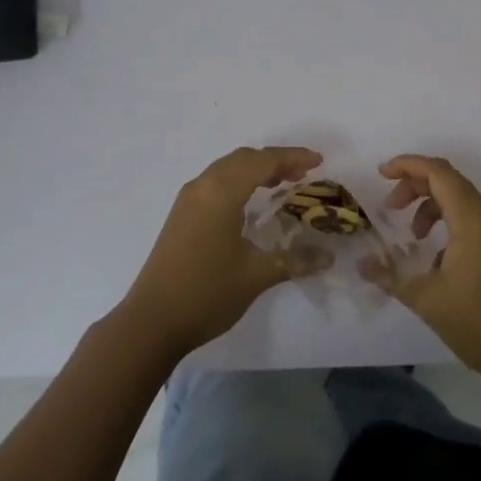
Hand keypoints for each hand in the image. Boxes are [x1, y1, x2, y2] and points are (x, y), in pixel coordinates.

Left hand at [119, 146, 322, 357]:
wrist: (152, 321)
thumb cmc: (207, 292)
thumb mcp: (256, 275)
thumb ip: (295, 260)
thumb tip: (329, 256)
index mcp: (221, 192)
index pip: (262, 162)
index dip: (292, 158)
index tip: (319, 162)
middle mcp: (202, 186)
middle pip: (243, 158)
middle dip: (275, 161)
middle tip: (303, 174)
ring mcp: (187, 200)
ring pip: (227, 169)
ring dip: (255, 170)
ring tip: (282, 184)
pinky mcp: (181, 215)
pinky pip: (215, 183)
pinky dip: (238, 182)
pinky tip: (251, 203)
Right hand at [366, 155, 480, 385]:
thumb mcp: (428, 300)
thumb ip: (391, 276)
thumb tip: (362, 264)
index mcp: (471, 219)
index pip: (438, 172)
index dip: (408, 165)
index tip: (380, 174)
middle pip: (448, 182)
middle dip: (414, 186)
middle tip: (389, 208)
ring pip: (459, 203)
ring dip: (430, 208)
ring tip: (411, 237)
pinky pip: (469, 223)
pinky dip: (445, 227)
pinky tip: (433, 262)